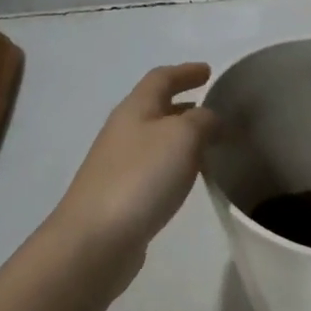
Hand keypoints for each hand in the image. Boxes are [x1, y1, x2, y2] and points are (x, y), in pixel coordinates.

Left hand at [46, 64, 218, 287]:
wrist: (96, 239)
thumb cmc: (141, 177)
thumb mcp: (182, 137)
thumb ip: (202, 120)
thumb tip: (211, 118)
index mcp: (135, 109)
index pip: (161, 78)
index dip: (185, 72)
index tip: (209, 71)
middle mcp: (123, 131)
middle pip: (155, 107)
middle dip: (184, 104)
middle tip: (214, 108)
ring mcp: (119, 164)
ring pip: (156, 138)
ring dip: (182, 135)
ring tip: (211, 142)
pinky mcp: (122, 195)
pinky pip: (155, 167)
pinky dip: (175, 162)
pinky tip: (190, 177)